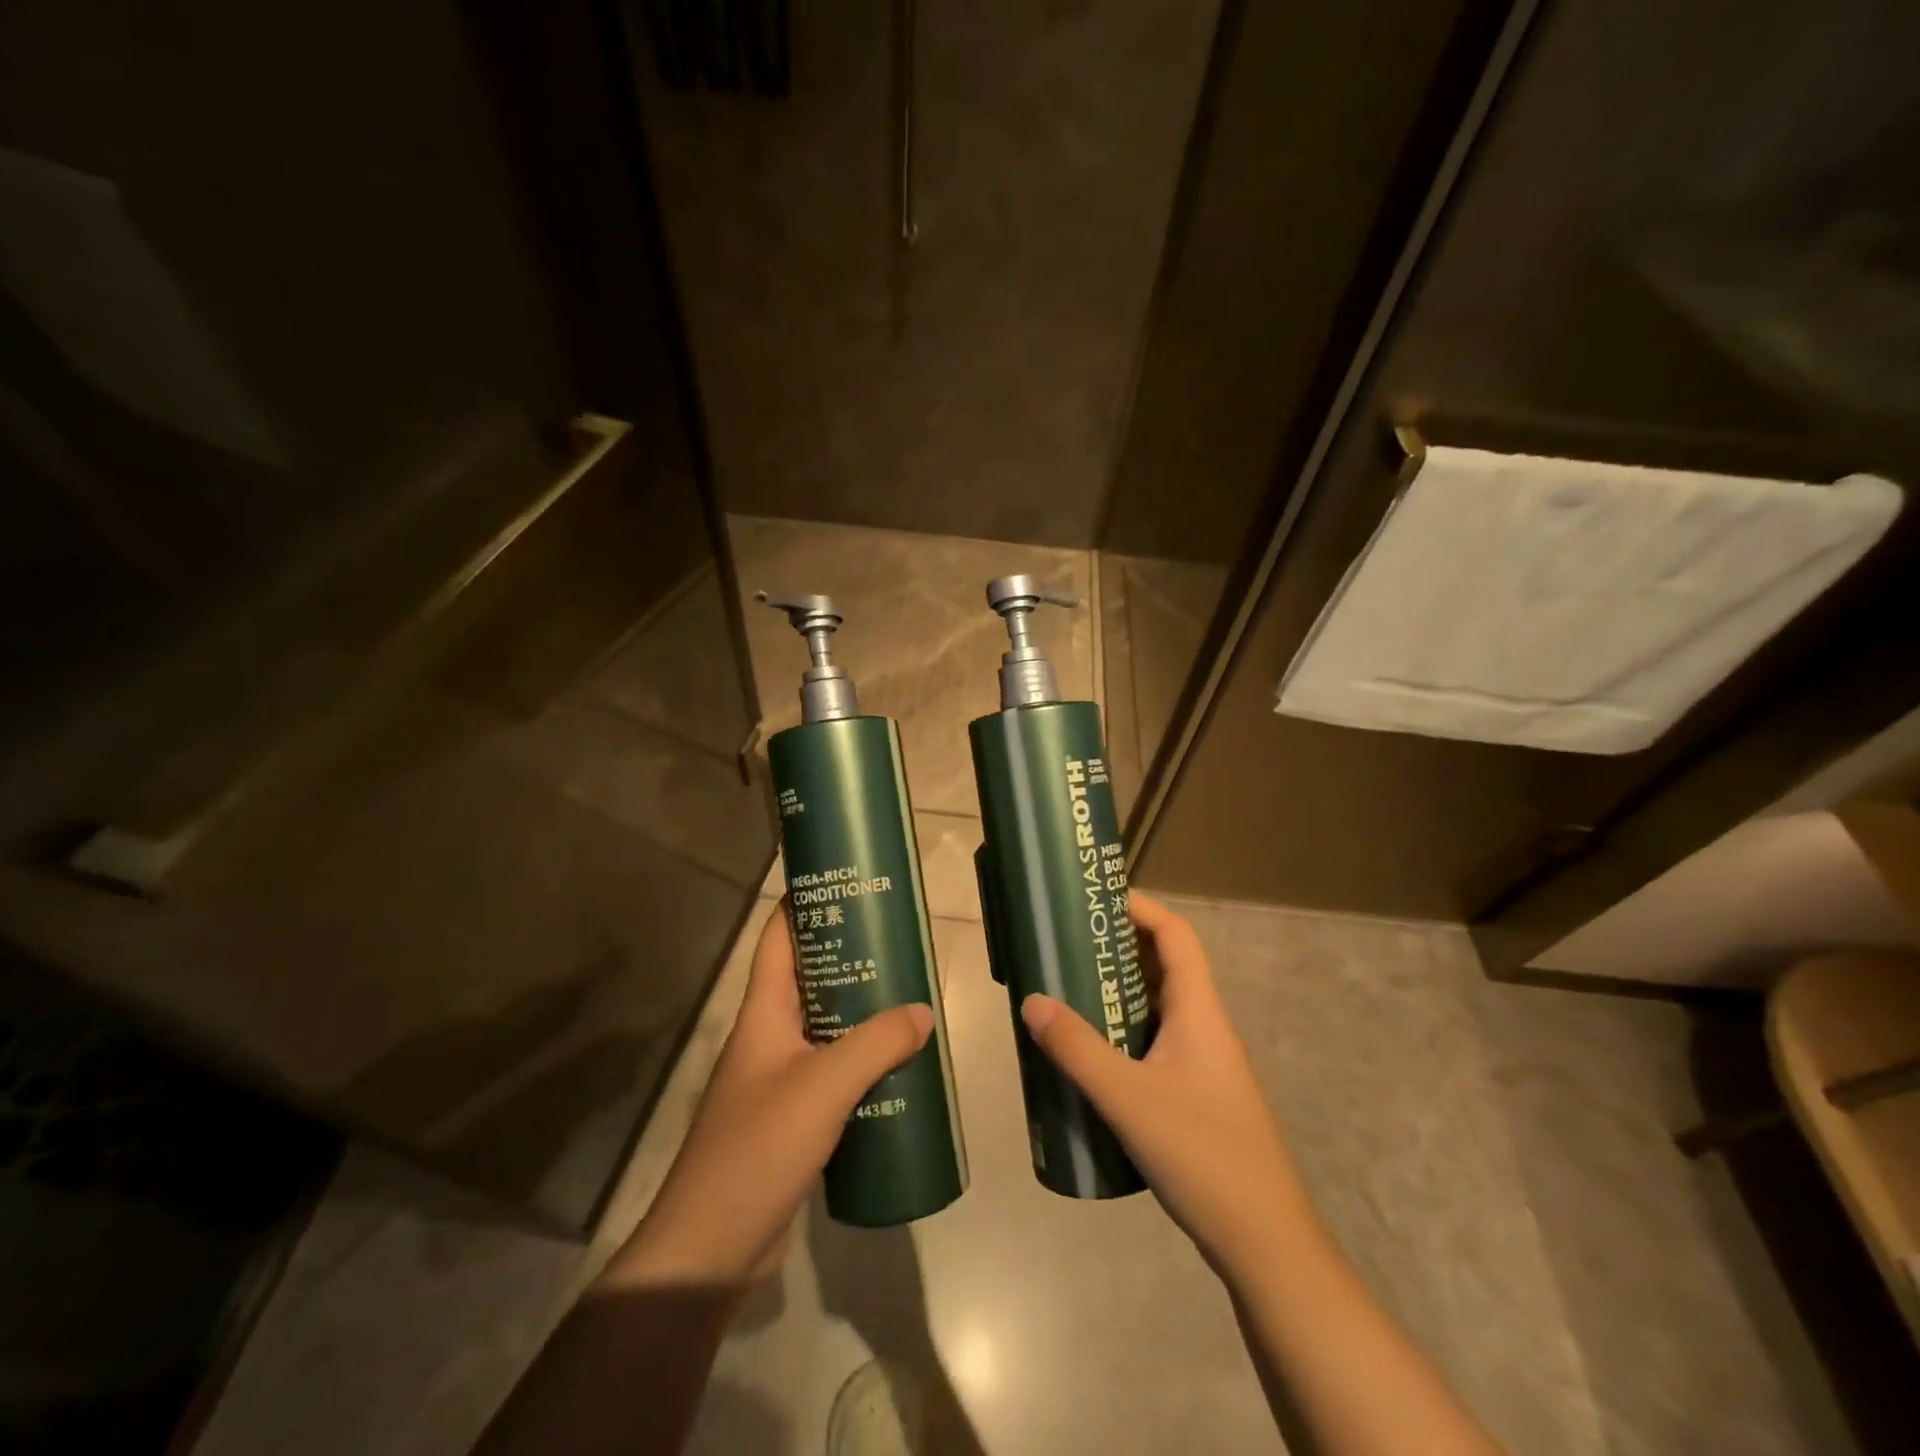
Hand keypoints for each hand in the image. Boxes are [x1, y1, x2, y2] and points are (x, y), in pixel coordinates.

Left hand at [613, 901, 932, 1285]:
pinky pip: (834, 1073)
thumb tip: (923, 1012)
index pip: (778, 939)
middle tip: (900, 944)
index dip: (804, 904)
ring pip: (826, 1028)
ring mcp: (779, 1079)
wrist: (711, 1250)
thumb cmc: (758, 1149)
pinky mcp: (793, 1118)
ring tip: (910, 999)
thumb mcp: (823, 1087)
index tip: (848, 885)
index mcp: (763, 1013)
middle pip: (810, 979)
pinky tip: (899, 1069)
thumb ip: (876, 1044)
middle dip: (852, 958)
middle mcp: (769, 1036)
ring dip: (863, 1014)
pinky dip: (864, 1064)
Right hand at [1020, 892, 1306, 1278]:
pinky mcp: (1194, 1095)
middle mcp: (1204, 1026)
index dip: (1140, 908)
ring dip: (1115, 993)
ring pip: (1156, 1007)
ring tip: (1065, 992)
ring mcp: (1202, 1063)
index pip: (1176, 935)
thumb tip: (1032, 1001)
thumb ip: (1077, 1049)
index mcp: (1199, 1011)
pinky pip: (1152, 1043)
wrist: (1265, 1244)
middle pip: (1163, 966)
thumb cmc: (1204, 1155)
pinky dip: (1121, 1033)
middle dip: (1116, 948)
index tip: (1094, 901)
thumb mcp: (1129, 1099)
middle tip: (1064, 945)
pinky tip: (1088, 1056)